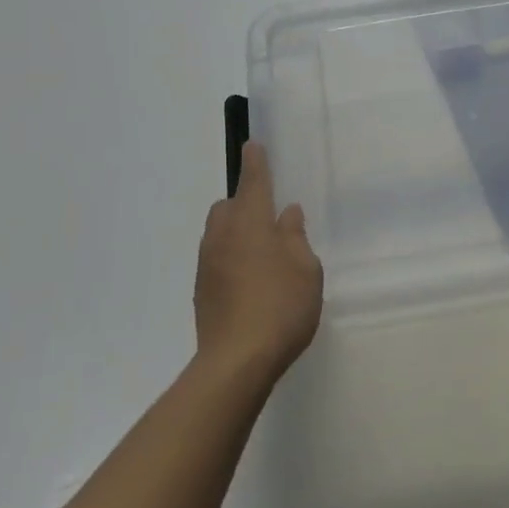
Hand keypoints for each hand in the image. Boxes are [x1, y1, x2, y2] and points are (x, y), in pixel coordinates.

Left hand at [193, 143, 322, 382]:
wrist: (236, 362)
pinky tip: (251, 282)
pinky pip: (217, 259)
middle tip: (269, 217)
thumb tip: (287, 214)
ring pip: (219, 234)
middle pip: (228, 207)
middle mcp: (223, 237)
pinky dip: (231, 258)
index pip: (253, 183)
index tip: (253, 145)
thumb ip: (295, 237)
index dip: (255, 163)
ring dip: (236, 232)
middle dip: (244, 203)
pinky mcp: (202, 292)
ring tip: (263, 254)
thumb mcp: (305, 269)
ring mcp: (208, 265)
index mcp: (251, 224)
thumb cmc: (281, 306)